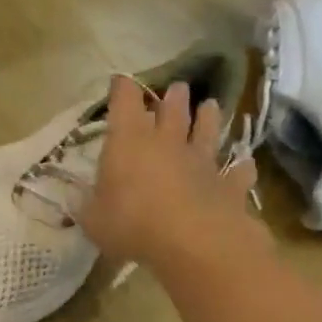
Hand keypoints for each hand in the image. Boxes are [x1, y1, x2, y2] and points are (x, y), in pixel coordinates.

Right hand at [80, 76, 259, 270]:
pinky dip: (241, 167)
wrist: (193, 241)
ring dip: (207, 118)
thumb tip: (75, 196)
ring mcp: (201, 161)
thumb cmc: (132, 224)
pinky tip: (245, 164)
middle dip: (172, 97)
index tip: (120, 80)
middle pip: (171, 110)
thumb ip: (85, 206)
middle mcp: (167, 142)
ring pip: (206, 131)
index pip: (124, 103)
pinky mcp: (228, 185)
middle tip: (177, 88)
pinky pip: (237, 172)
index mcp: (129, 142)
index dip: (122, 90)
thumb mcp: (93, 220)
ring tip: (210, 106)